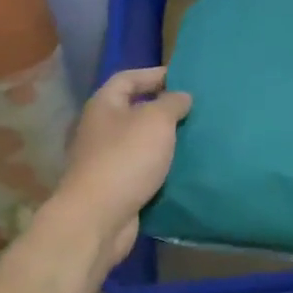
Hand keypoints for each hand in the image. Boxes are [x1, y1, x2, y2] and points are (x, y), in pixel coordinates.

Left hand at [47, 67, 192, 272]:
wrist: (98, 218)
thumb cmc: (126, 159)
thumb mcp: (156, 121)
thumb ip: (171, 103)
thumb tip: (181, 96)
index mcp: (104, 105)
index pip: (127, 78)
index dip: (153, 74)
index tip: (182, 78)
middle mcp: (100, 129)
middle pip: (133, 109)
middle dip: (162, 108)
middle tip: (194, 109)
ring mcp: (105, 160)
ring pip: (139, 141)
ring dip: (163, 139)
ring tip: (194, 136)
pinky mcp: (114, 186)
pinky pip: (141, 168)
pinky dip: (160, 166)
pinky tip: (182, 167)